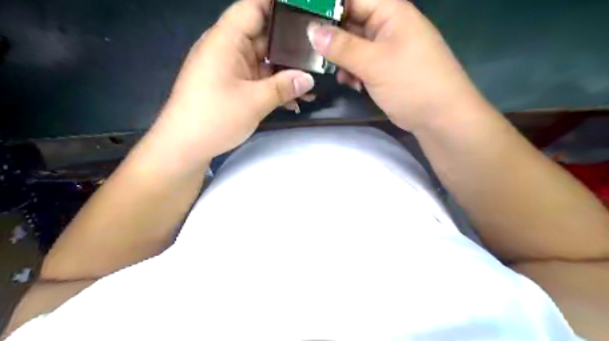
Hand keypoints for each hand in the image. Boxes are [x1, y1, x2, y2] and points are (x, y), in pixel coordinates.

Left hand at [151, 0, 313, 168]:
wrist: (185, 147)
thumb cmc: (214, 117)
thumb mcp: (254, 102)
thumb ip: (283, 87)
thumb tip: (309, 79)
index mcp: (226, 40)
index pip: (253, 7)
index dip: (278, 5)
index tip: (306, 10)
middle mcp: (228, 49)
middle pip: (264, 36)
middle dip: (292, 45)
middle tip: (319, 52)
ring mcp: (231, 69)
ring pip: (264, 62)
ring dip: (286, 72)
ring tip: (313, 82)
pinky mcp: (233, 86)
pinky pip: (258, 79)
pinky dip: (275, 87)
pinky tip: (295, 100)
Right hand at [307, 0, 488, 131]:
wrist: (440, 117)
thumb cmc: (411, 82)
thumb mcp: (374, 62)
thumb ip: (342, 47)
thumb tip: (311, 30)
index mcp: (390, 12)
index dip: (328, 6)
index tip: (303, 18)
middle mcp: (387, 26)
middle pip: (351, 22)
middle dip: (332, 38)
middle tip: (310, 51)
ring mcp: (386, 49)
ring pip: (353, 46)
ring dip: (341, 59)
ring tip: (336, 73)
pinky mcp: (384, 69)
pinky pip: (361, 63)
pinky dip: (352, 72)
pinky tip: (351, 84)